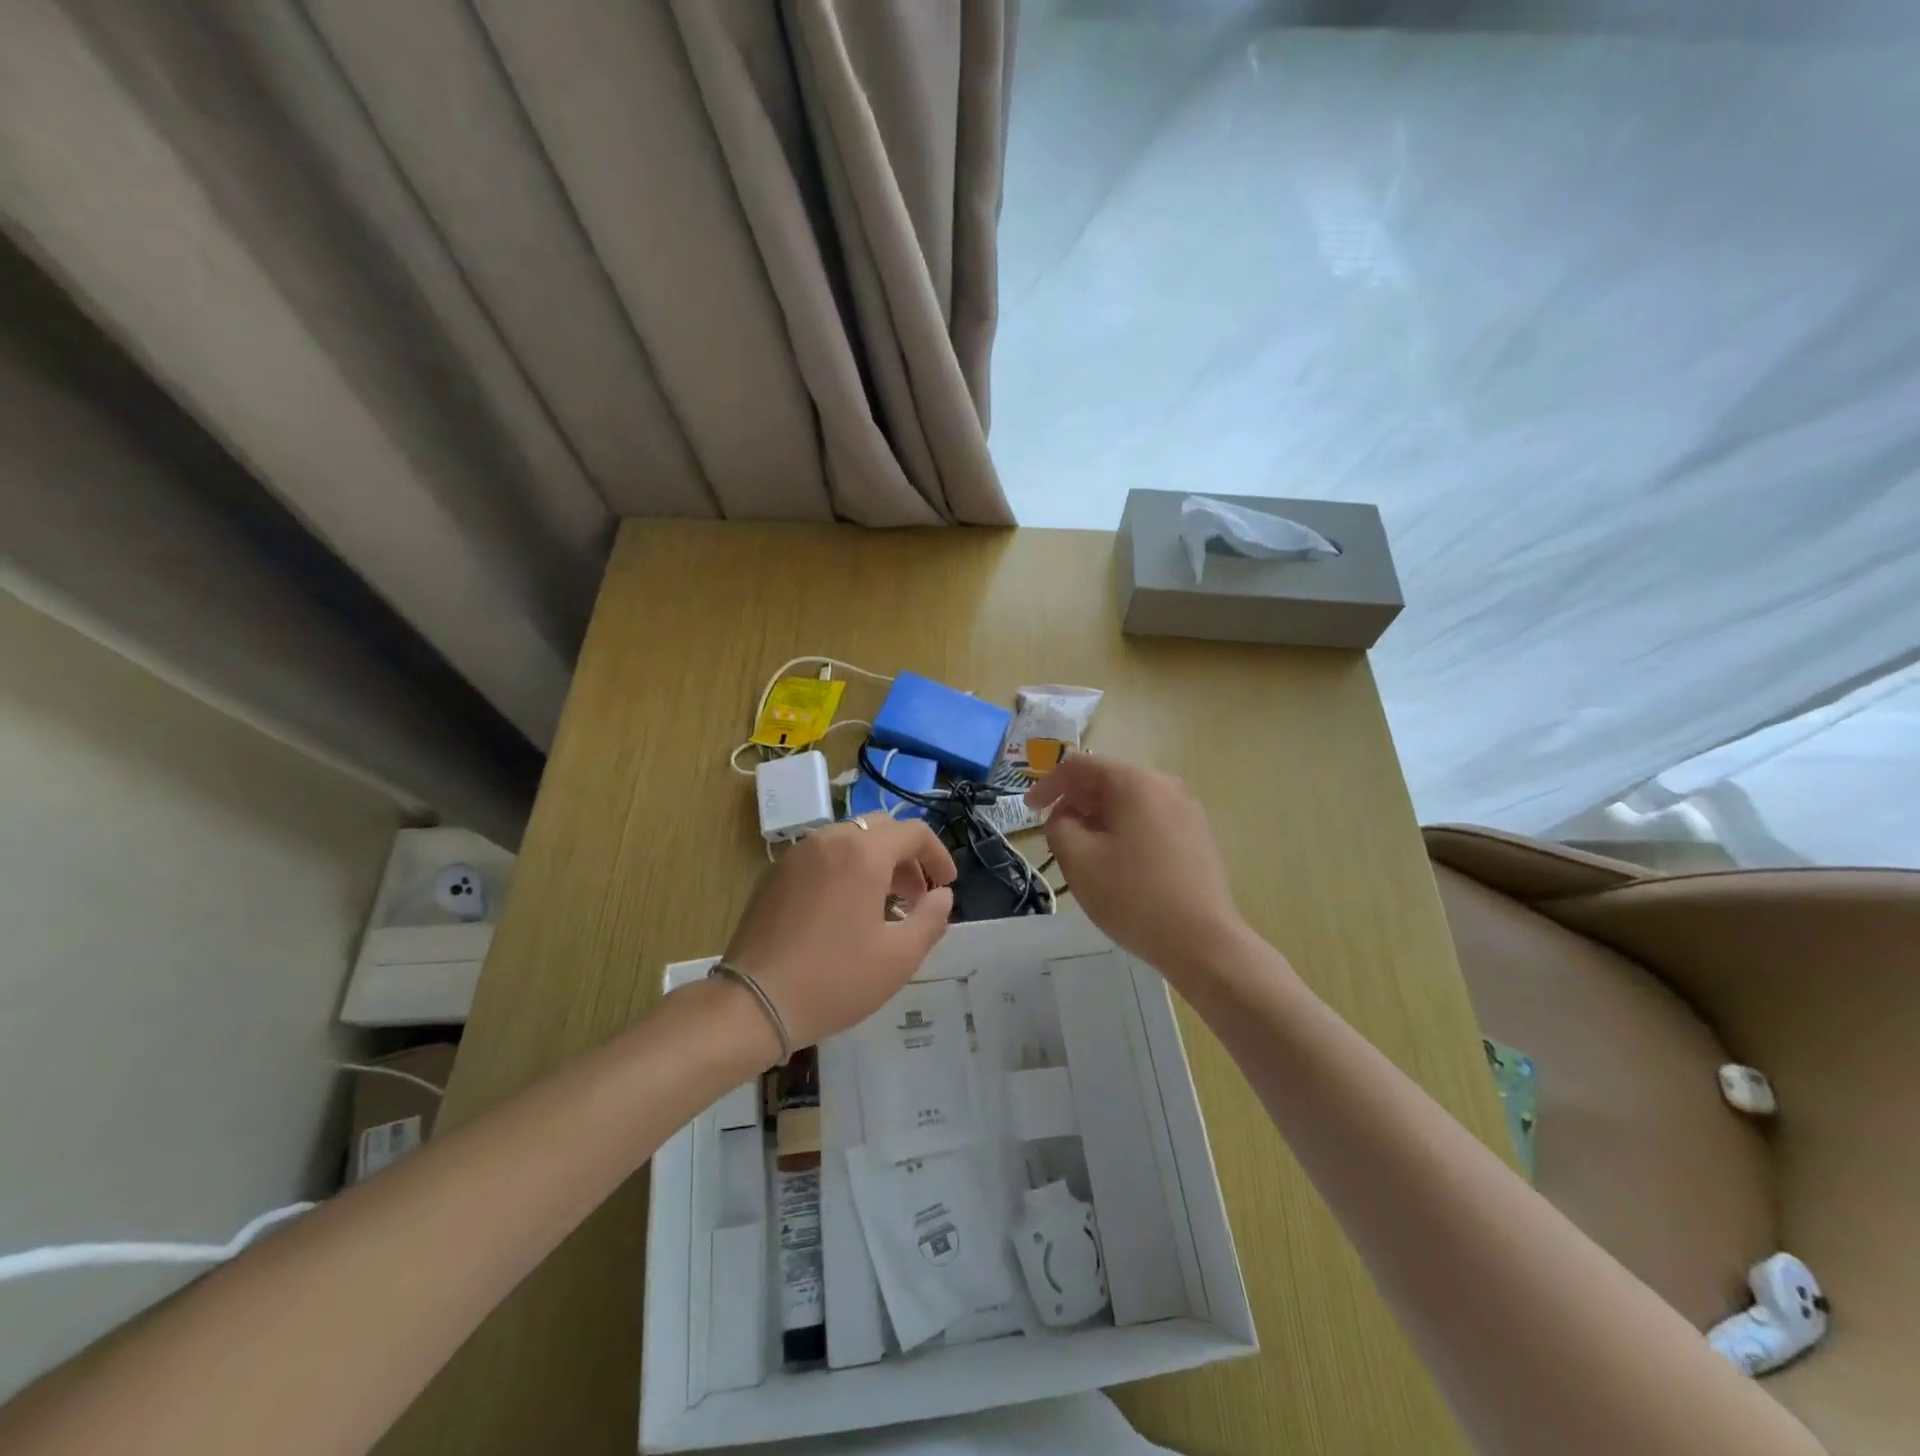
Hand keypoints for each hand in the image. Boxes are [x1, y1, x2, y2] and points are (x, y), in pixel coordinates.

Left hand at [721, 816, 956, 1053]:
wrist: (755, 1002)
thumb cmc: (835, 978)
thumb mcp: (899, 957)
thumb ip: (931, 919)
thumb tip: (942, 896)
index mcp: (863, 853)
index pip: (913, 832)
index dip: (937, 855)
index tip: (945, 885)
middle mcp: (829, 840)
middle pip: (880, 829)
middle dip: (906, 857)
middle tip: (914, 897)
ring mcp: (797, 855)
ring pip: (848, 840)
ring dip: (874, 862)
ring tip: (880, 906)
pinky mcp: (774, 874)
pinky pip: (821, 857)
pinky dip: (843, 870)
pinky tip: (842, 912)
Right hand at [1027, 756, 1249, 983]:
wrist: (1202, 941)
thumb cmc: (1133, 896)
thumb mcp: (1078, 860)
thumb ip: (1058, 825)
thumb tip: (1066, 817)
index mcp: (1134, 782)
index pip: (1079, 766)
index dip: (1048, 785)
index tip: (1030, 810)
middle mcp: (1164, 784)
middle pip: (1107, 780)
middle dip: (1075, 802)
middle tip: (1056, 834)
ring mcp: (1186, 809)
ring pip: (1129, 801)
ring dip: (1099, 818)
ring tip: (1085, 851)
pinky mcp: (1197, 834)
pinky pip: (1150, 818)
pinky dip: (1125, 829)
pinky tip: (1118, 862)